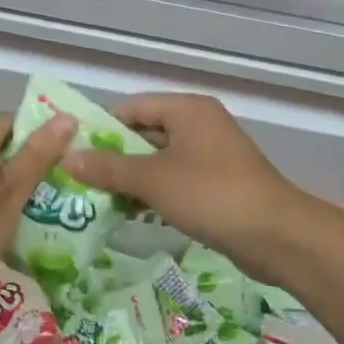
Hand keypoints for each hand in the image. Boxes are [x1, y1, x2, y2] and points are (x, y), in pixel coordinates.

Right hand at [62, 94, 321, 278]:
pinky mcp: (218, 185)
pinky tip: (129, 213)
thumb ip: (108, 168)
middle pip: (145, 134)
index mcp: (187, 110)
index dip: (101, 128)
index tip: (72, 152)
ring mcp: (211, 156)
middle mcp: (200, 125)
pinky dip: (153, 194)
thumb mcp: (152, 180)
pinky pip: (176, 181)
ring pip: (159, 161)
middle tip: (78, 180)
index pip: (132, 107)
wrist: (276, 235)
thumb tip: (67, 158)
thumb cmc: (211, 194)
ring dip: (131, 180)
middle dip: (113, 158)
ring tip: (95, 200)